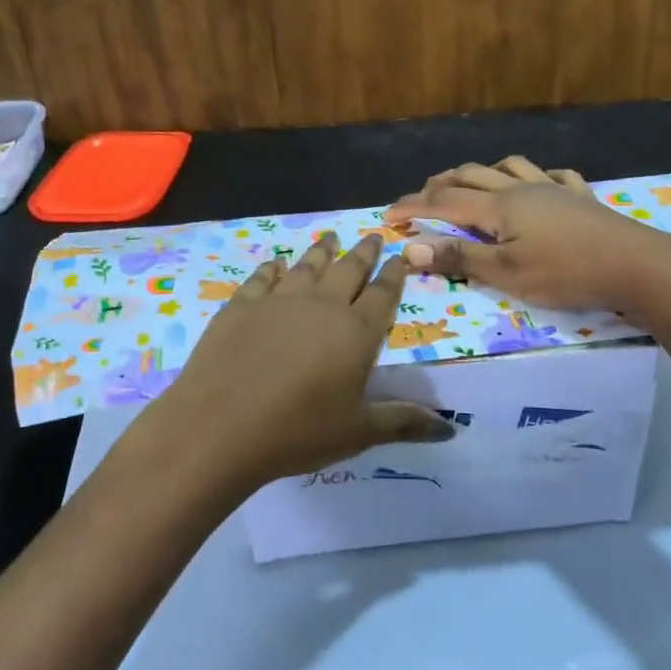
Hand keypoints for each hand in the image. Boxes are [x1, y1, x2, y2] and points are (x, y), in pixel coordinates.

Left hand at [133, 231, 451, 491]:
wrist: (221, 426)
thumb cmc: (298, 432)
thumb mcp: (358, 432)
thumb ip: (403, 422)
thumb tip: (449, 427)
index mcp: (356, 332)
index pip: (384, 294)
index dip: (394, 275)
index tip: (400, 257)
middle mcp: (322, 305)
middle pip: (348, 270)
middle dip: (363, 253)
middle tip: (372, 236)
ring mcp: (279, 300)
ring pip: (307, 266)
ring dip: (322, 251)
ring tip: (330, 238)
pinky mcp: (242, 305)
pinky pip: (263, 277)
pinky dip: (273, 267)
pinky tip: (275, 263)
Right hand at [383, 156, 670, 312]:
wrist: (635, 264)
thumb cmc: (566, 272)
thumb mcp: (506, 273)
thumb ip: (459, 258)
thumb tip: (410, 247)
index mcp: (498, 206)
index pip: (443, 202)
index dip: (412, 207)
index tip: (387, 216)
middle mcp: (520, 188)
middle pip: (471, 176)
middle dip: (439, 184)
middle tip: (420, 198)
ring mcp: (553, 189)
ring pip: (509, 167)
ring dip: (482, 172)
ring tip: (470, 182)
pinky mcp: (580, 197)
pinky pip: (554, 175)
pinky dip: (536, 176)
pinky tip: (539, 182)